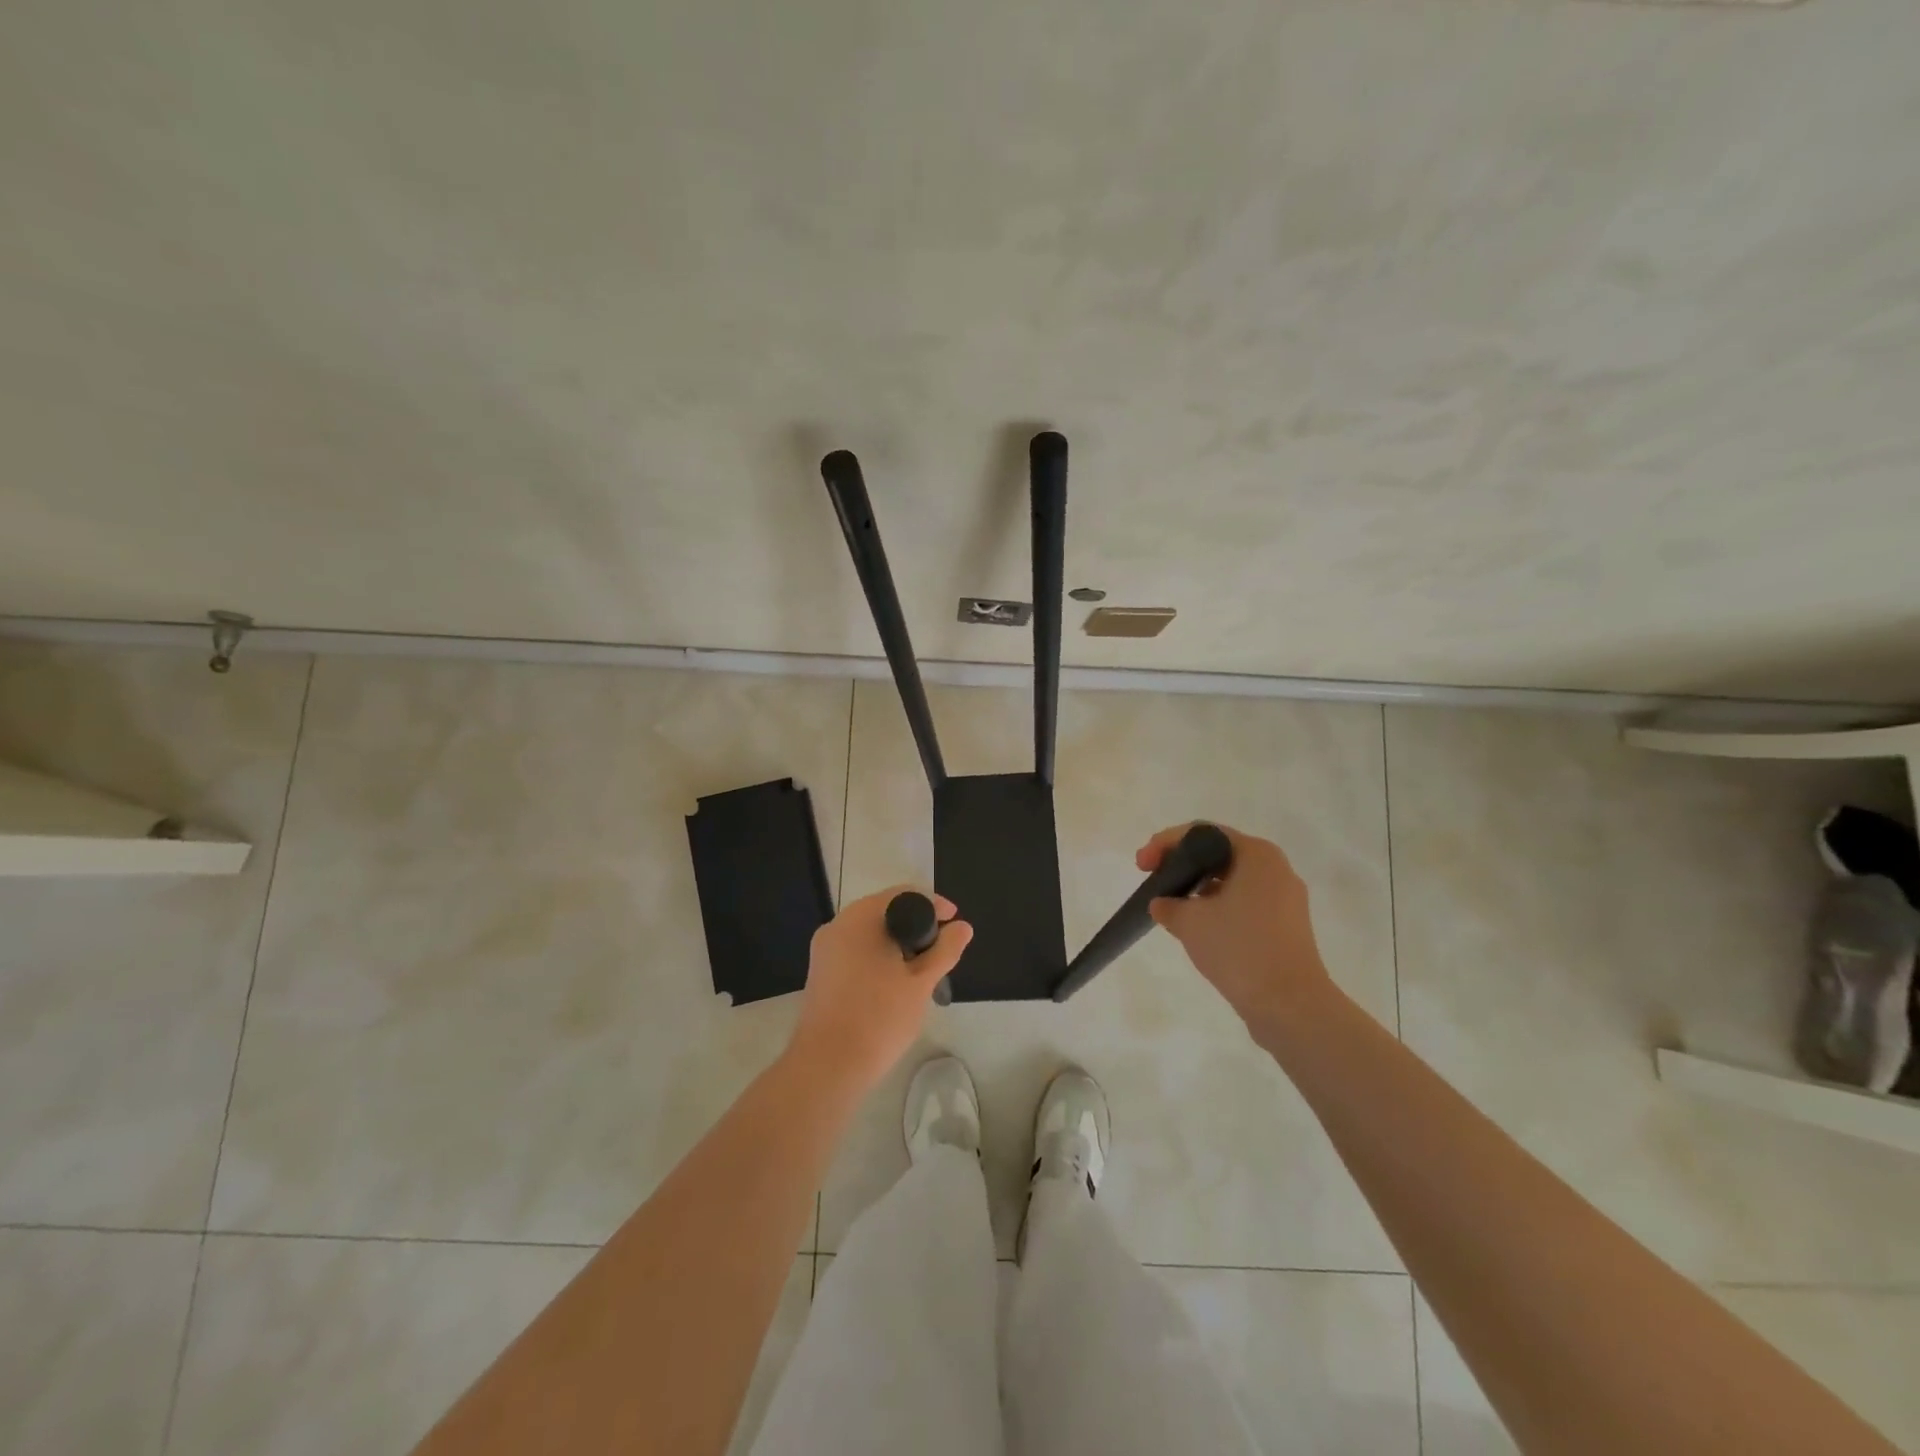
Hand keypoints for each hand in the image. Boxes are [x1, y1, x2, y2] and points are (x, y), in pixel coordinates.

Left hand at [787, 886, 972, 1093]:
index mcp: (861, 917)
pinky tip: (895, 983)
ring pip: (870, 933)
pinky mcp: (821, 972)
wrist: (827, 1066)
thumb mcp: (921, 982)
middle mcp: (838, 924)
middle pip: (886, 911)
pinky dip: (879, 957)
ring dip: (898, 944)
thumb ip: (945, 950)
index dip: (935, 905)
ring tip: (923, 970)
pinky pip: (856, 951)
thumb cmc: (879, 1017)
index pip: (905, 894)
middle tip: (942, 951)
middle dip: (917, 926)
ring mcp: (825, 949)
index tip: (955, 925)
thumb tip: (963, 927)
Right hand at [1137, 823, 1335, 1030]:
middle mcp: (1276, 868)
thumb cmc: (1239, 949)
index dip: (1165, 844)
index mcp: (1257, 854)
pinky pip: (1246, 903)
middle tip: (1153, 880)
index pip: (1202, 833)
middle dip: (1182, 864)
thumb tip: (1162, 903)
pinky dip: (1219, 907)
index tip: (1141, 866)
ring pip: (1232, 880)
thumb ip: (1168, 904)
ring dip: (1199, 888)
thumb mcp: (1190, 922)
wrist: (1290, 1006)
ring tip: (1173, 907)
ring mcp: (1286, 898)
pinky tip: (1200, 928)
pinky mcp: (1287, 926)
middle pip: (1219, 854)